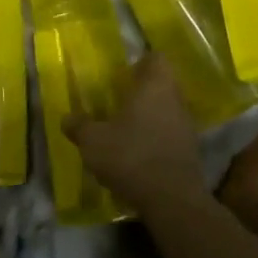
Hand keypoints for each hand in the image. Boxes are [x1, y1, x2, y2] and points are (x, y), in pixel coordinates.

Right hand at [63, 53, 204, 203]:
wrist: (172, 199)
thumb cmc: (131, 156)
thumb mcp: (93, 141)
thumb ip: (79, 126)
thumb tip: (67, 117)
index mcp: (154, 86)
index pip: (156, 58)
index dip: (141, 62)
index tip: (123, 73)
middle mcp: (175, 99)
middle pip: (163, 84)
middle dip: (143, 90)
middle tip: (119, 100)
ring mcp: (187, 125)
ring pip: (168, 109)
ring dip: (150, 115)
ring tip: (126, 128)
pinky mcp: (191, 150)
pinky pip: (171, 133)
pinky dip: (157, 137)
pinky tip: (138, 152)